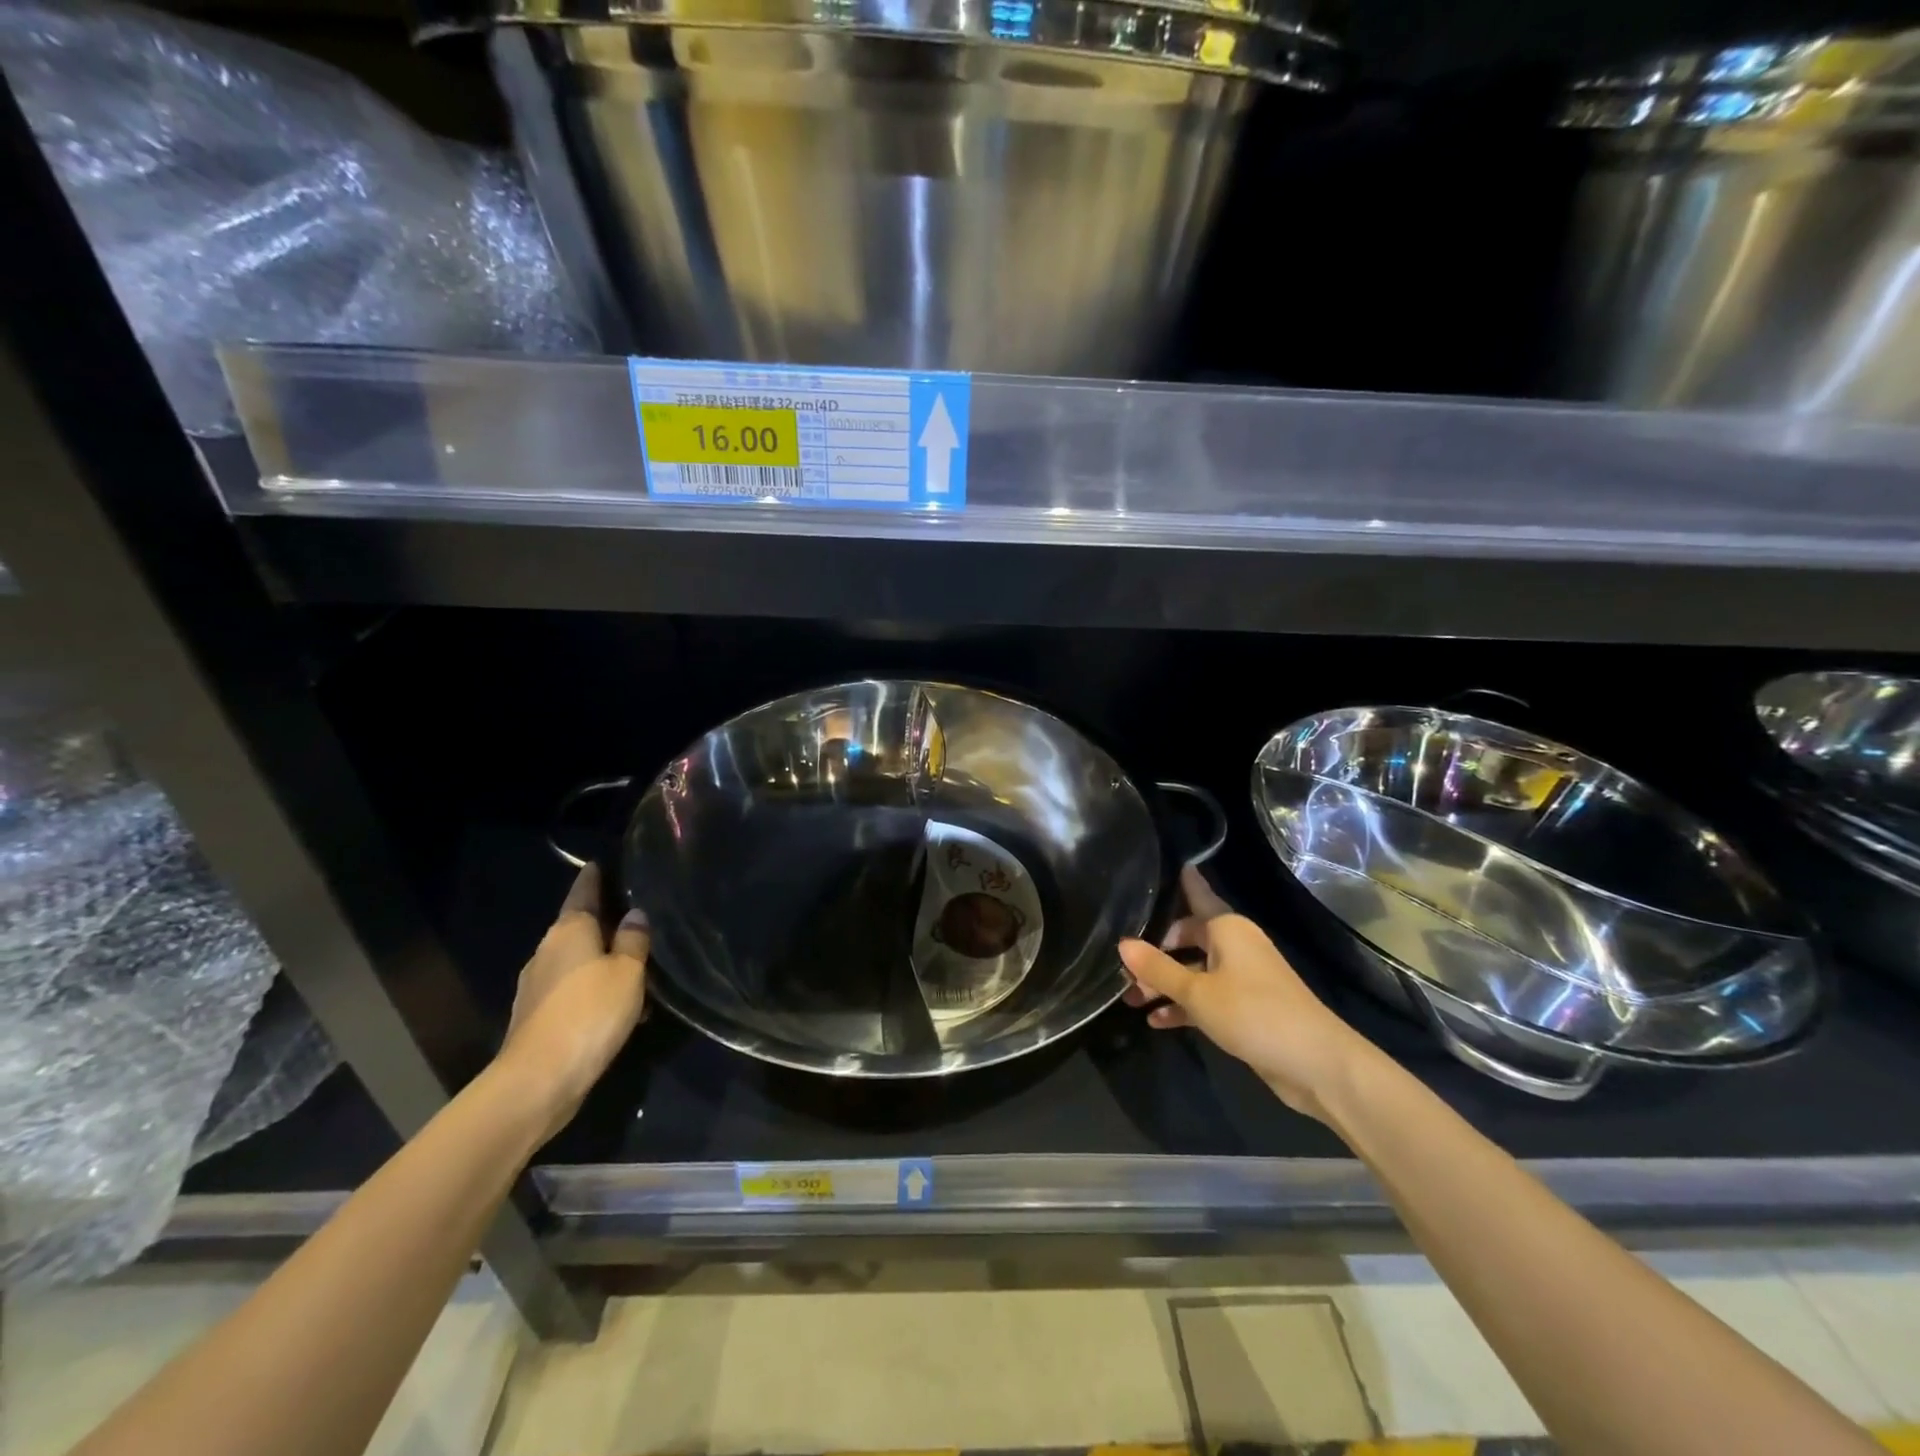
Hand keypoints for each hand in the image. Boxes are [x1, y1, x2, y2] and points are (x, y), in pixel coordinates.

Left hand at [497, 862, 648, 1140]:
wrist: (538, 1080)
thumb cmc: (589, 1013)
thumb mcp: (628, 972)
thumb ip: (634, 940)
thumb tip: (635, 915)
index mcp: (569, 930)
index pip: (583, 892)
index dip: (594, 877)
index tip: (602, 864)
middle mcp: (547, 950)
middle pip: (579, 927)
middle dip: (605, 923)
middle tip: (637, 919)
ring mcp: (536, 985)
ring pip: (577, 961)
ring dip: (602, 962)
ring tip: (637, 969)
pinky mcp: (536, 1016)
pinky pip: (572, 990)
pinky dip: (593, 990)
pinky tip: (618, 1007)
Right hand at [1121, 866, 1376, 1122]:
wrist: (1315, 1064)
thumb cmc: (1253, 1013)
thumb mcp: (1197, 992)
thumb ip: (1157, 968)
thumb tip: (1122, 943)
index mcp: (1227, 928)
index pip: (1196, 894)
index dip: (1181, 882)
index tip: (1162, 865)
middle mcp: (1234, 945)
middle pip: (1186, 937)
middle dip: (1155, 952)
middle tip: (1121, 965)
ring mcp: (1242, 977)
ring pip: (1193, 971)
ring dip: (1164, 984)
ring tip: (1130, 998)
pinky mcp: (1246, 1008)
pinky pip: (1206, 997)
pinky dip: (1183, 1007)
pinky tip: (1156, 1021)